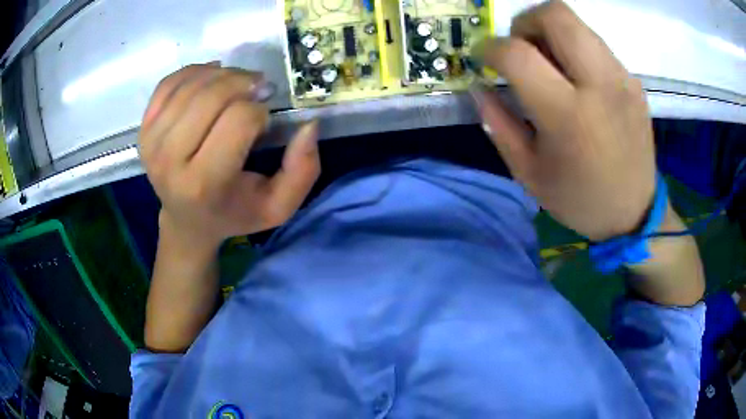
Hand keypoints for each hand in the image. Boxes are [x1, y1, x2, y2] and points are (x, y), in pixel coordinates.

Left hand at [139, 63, 320, 248]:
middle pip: (212, 96)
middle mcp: (170, 162)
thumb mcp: (278, 206)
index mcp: (204, 184)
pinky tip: (210, 78)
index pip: (238, 120)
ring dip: (223, 74)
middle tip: (257, 90)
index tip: (264, 123)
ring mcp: (151, 143)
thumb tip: (309, 125)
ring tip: (237, 85)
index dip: (260, 112)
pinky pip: (168, 83)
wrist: (186, 221)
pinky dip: (194, 71)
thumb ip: (303, 170)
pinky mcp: (142, 130)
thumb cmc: (234, 212)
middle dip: (244, 83)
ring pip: (192, 84)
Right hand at [472, 0, 654, 240]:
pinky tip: (577, 80)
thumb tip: (479, 87)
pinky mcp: (633, 82)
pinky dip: (576, 51)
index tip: (485, 58)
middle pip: (556, 14)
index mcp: (569, 116)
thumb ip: (499, 125)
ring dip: (551, 33)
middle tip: (520, 48)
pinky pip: (596, 45)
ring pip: (578, 24)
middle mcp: (600, 86)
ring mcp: (622, 79)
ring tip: (549, 64)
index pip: (519, 54)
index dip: (490, 48)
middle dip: (526, 22)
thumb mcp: (529, 174)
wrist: (635, 213)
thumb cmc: (580, 200)